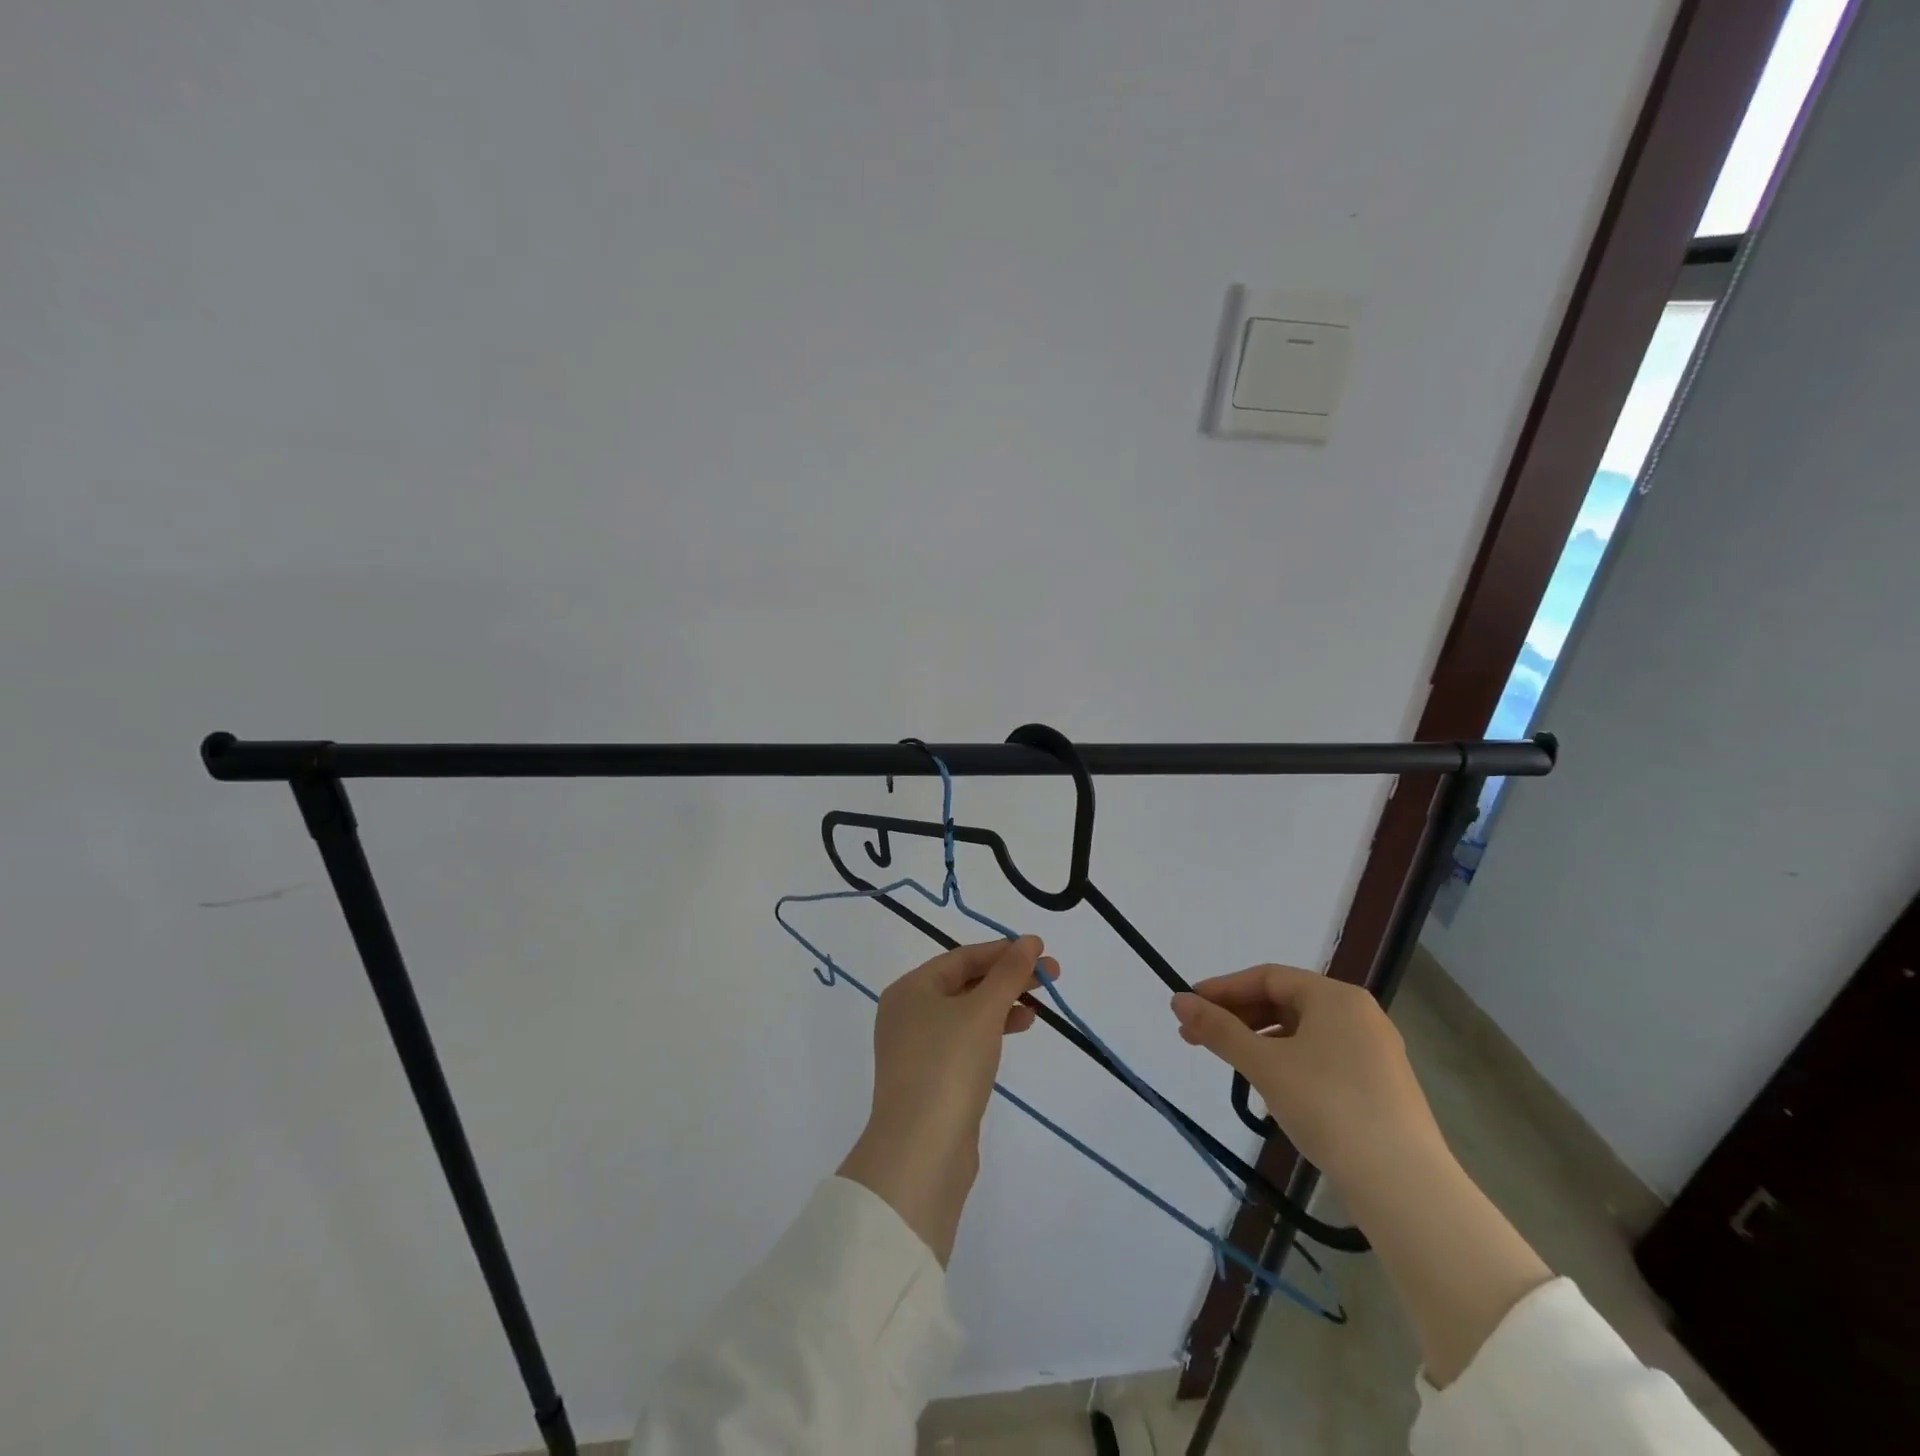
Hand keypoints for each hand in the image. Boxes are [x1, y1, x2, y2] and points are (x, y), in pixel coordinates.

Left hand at [838, 937, 1055, 1262]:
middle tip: (1051, 977)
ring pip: (967, 1013)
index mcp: (910, 989)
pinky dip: (992, 1031)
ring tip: (1039, 1008)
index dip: (1003, 951)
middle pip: (964, 983)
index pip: (962, 957)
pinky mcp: (930, 1079)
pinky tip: (1018, 1031)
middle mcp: (907, 1013)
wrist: (921, 1153)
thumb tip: (1029, 942)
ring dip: (1003, 1004)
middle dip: (1008, 978)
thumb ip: (1008, 973)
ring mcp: (917, 1048)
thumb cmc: (948, 1066)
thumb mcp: (983, 1011)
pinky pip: (965, 1040)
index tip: (1042, 951)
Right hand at [1172, 965, 1550, 1385]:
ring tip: (1232, 1065)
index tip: (1187, 1007)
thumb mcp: (1264, 1065)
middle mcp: (1359, 1014)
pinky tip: (1273, 1088)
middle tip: (1197, 1038)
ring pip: (1303, 1031)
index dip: (1222, 989)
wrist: (1405, 1186)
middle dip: (1237, 1017)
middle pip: (1285, 1001)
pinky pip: (1322, 1056)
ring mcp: (1375, 1051)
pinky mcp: (1381, 1086)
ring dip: (1260, 1041)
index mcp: (1335, 996)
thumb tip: (1178, 999)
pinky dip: (1289, 1061)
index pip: (1266, 977)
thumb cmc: (1328, 1107)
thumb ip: (1219, 1029)